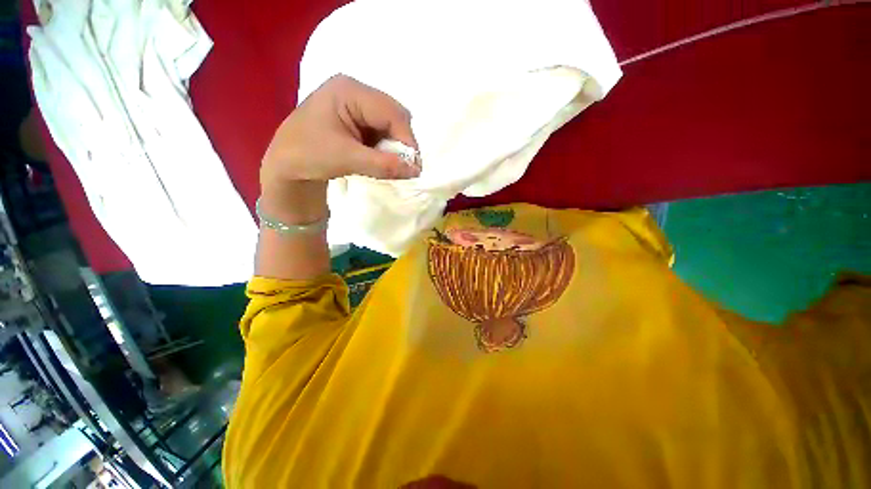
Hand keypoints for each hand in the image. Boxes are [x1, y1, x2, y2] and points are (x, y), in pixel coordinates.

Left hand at [261, 74, 419, 185]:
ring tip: (391, 165)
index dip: (407, 139)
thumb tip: (416, 170)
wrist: (286, 166)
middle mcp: (355, 92)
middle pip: (394, 115)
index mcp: (349, 91)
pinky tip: (381, 159)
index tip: (414, 167)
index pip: (391, 112)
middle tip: (404, 166)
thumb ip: (383, 164)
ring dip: (394, 146)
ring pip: (390, 125)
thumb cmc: (308, 156)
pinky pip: (382, 132)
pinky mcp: (357, 119)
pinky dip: (386, 148)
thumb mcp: (347, 159)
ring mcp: (356, 105)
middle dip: (401, 142)